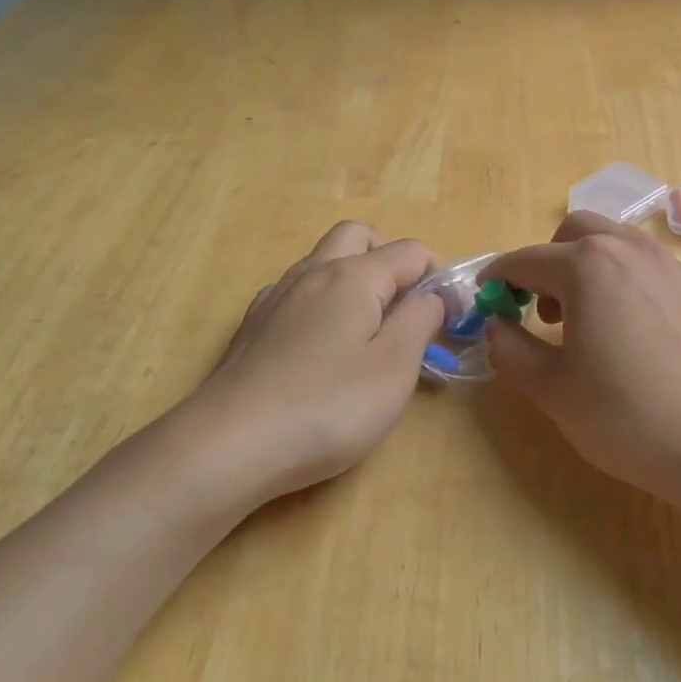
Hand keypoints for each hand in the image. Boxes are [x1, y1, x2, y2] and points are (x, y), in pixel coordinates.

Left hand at [179, 221, 444, 510]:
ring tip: (369, 330)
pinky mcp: (255, 324)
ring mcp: (277, 295)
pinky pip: (299, 290)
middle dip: (392, 260)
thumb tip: (432, 294)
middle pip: (360, 236)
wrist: (229, 445)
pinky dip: (324, 301)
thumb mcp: (394, 367)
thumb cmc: (327, 407)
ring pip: (324, 260)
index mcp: (353, 275)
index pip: (411, 250)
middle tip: (407, 308)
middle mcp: (313, 271)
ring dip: (356, 278)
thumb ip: (421, 319)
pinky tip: (324, 347)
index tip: (451, 319)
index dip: (440, 276)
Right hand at [480, 211, 680, 508]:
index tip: (486, 296)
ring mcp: (672, 266)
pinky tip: (632, 333)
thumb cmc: (629, 418)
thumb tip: (496, 326)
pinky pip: (648, 266)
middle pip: (575, 232)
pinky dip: (624, 280)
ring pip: (616, 243)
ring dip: (587, 266)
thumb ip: (511, 350)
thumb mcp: (553, 391)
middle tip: (542, 310)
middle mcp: (630, 250)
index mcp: (588, 266)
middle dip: (547, 261)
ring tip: (587, 321)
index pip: (527, 259)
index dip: (499, 276)